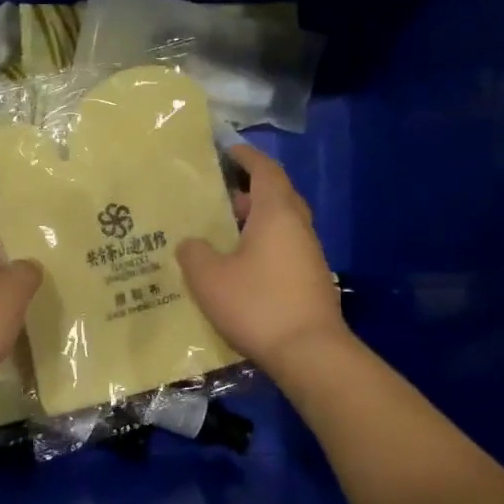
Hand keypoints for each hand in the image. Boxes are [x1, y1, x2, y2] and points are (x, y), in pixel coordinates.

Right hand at [178, 145, 345, 369]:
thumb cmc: (257, 304)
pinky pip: (284, 251)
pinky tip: (239, 268)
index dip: (247, 157)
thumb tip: (191, 243)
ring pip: (281, 226)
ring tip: (222, 235)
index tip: (229, 151)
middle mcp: (298, 228)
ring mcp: (309, 256)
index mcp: (276, 214)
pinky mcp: (311, 281)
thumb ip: (194, 253)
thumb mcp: (209, 278)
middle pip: (277, 197)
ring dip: (255, 224)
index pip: (265, 171)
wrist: (308, 352)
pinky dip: (262, 248)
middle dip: (249, 193)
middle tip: (219, 199)